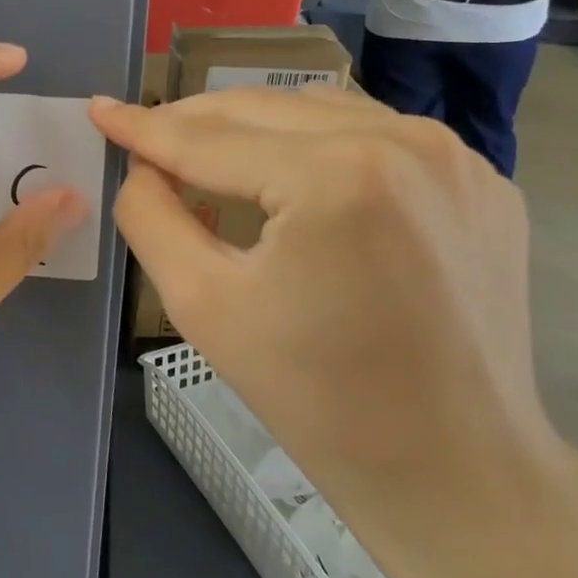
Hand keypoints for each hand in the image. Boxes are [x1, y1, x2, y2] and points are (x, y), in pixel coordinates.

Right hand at [89, 87, 576, 577]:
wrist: (452, 468)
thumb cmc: (314, 396)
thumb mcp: (201, 304)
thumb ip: (150, 217)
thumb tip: (141, 168)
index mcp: (336, 174)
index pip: (210, 139)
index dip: (144, 126)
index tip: (98, 109)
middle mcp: (404, 140)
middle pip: (263, 109)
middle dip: (193, 121)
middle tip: (143, 139)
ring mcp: (453, 156)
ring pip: (318, 109)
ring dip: (252, 126)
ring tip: (205, 156)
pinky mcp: (478, 180)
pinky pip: (373, 134)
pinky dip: (315, 142)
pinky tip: (288, 176)